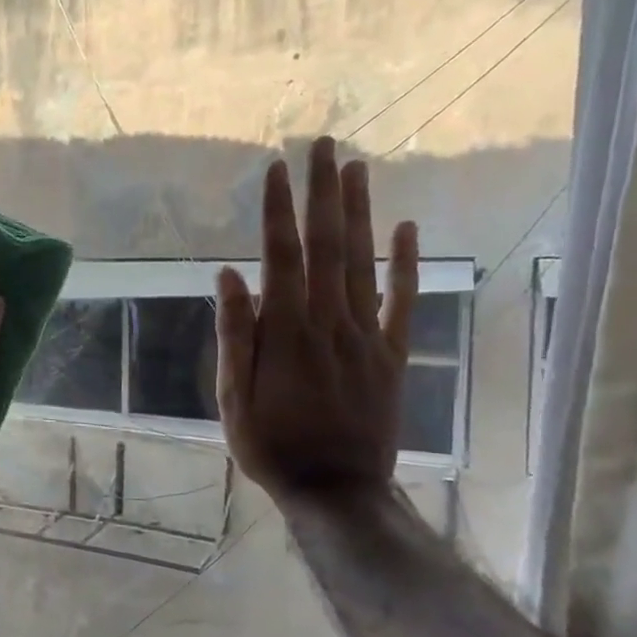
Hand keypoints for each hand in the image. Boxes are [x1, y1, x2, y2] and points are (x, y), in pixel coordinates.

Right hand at [216, 136, 419, 501]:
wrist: (337, 490)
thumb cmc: (272, 445)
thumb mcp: (234, 397)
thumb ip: (235, 335)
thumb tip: (229, 275)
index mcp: (287, 332)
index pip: (281, 257)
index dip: (277, 211)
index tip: (274, 169)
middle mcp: (330, 322)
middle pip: (328, 246)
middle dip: (322, 193)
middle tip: (322, 146)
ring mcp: (367, 336)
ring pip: (364, 263)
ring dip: (360, 212)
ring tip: (356, 168)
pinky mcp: (392, 354)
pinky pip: (402, 302)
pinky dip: (406, 265)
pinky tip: (407, 229)